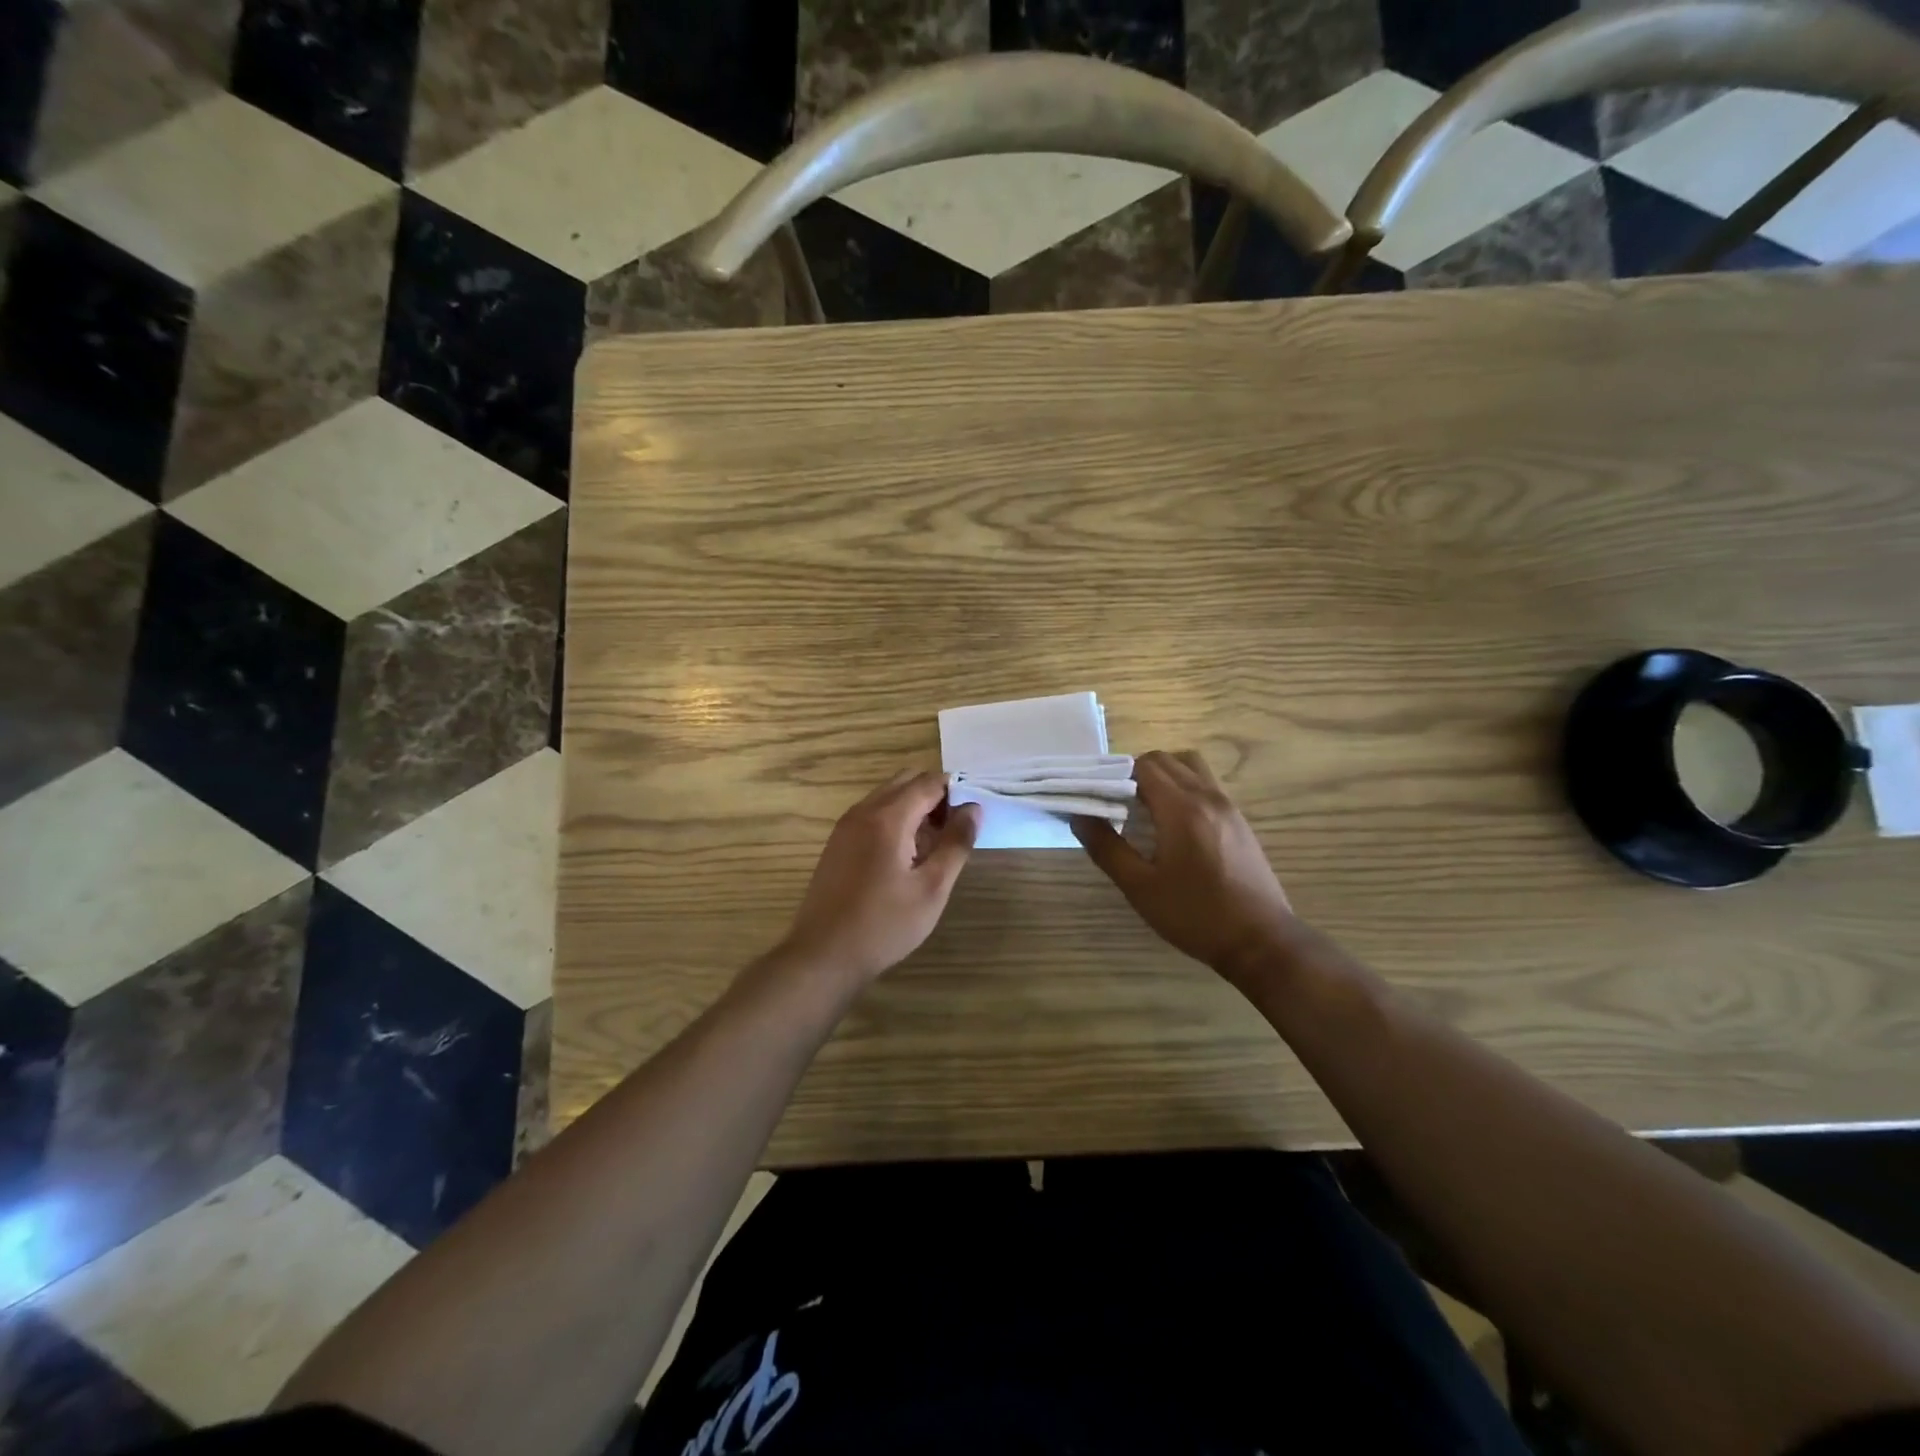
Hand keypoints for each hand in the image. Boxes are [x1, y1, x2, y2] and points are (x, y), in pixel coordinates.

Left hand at [777, 770, 981, 986]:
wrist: (823, 955)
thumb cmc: (884, 924)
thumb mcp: (932, 888)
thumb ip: (956, 844)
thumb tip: (974, 809)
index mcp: (887, 817)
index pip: (928, 782)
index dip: (956, 791)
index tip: (973, 816)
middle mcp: (863, 811)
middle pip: (906, 782)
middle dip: (935, 796)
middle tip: (954, 831)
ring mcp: (846, 826)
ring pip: (888, 797)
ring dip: (915, 808)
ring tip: (934, 847)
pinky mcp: (838, 843)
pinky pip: (873, 815)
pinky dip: (895, 821)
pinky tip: (906, 858)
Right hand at [1073, 750, 1298, 979]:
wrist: (1261, 941)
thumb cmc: (1195, 915)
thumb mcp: (1140, 887)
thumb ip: (1106, 848)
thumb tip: (1079, 816)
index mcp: (1181, 808)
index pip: (1143, 766)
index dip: (1115, 775)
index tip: (1099, 797)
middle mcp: (1207, 796)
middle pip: (1166, 760)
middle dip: (1136, 773)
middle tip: (1117, 804)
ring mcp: (1228, 806)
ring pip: (1190, 767)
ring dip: (1164, 775)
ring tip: (1145, 807)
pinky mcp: (1239, 820)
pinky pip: (1206, 784)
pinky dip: (1184, 787)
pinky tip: (1173, 823)